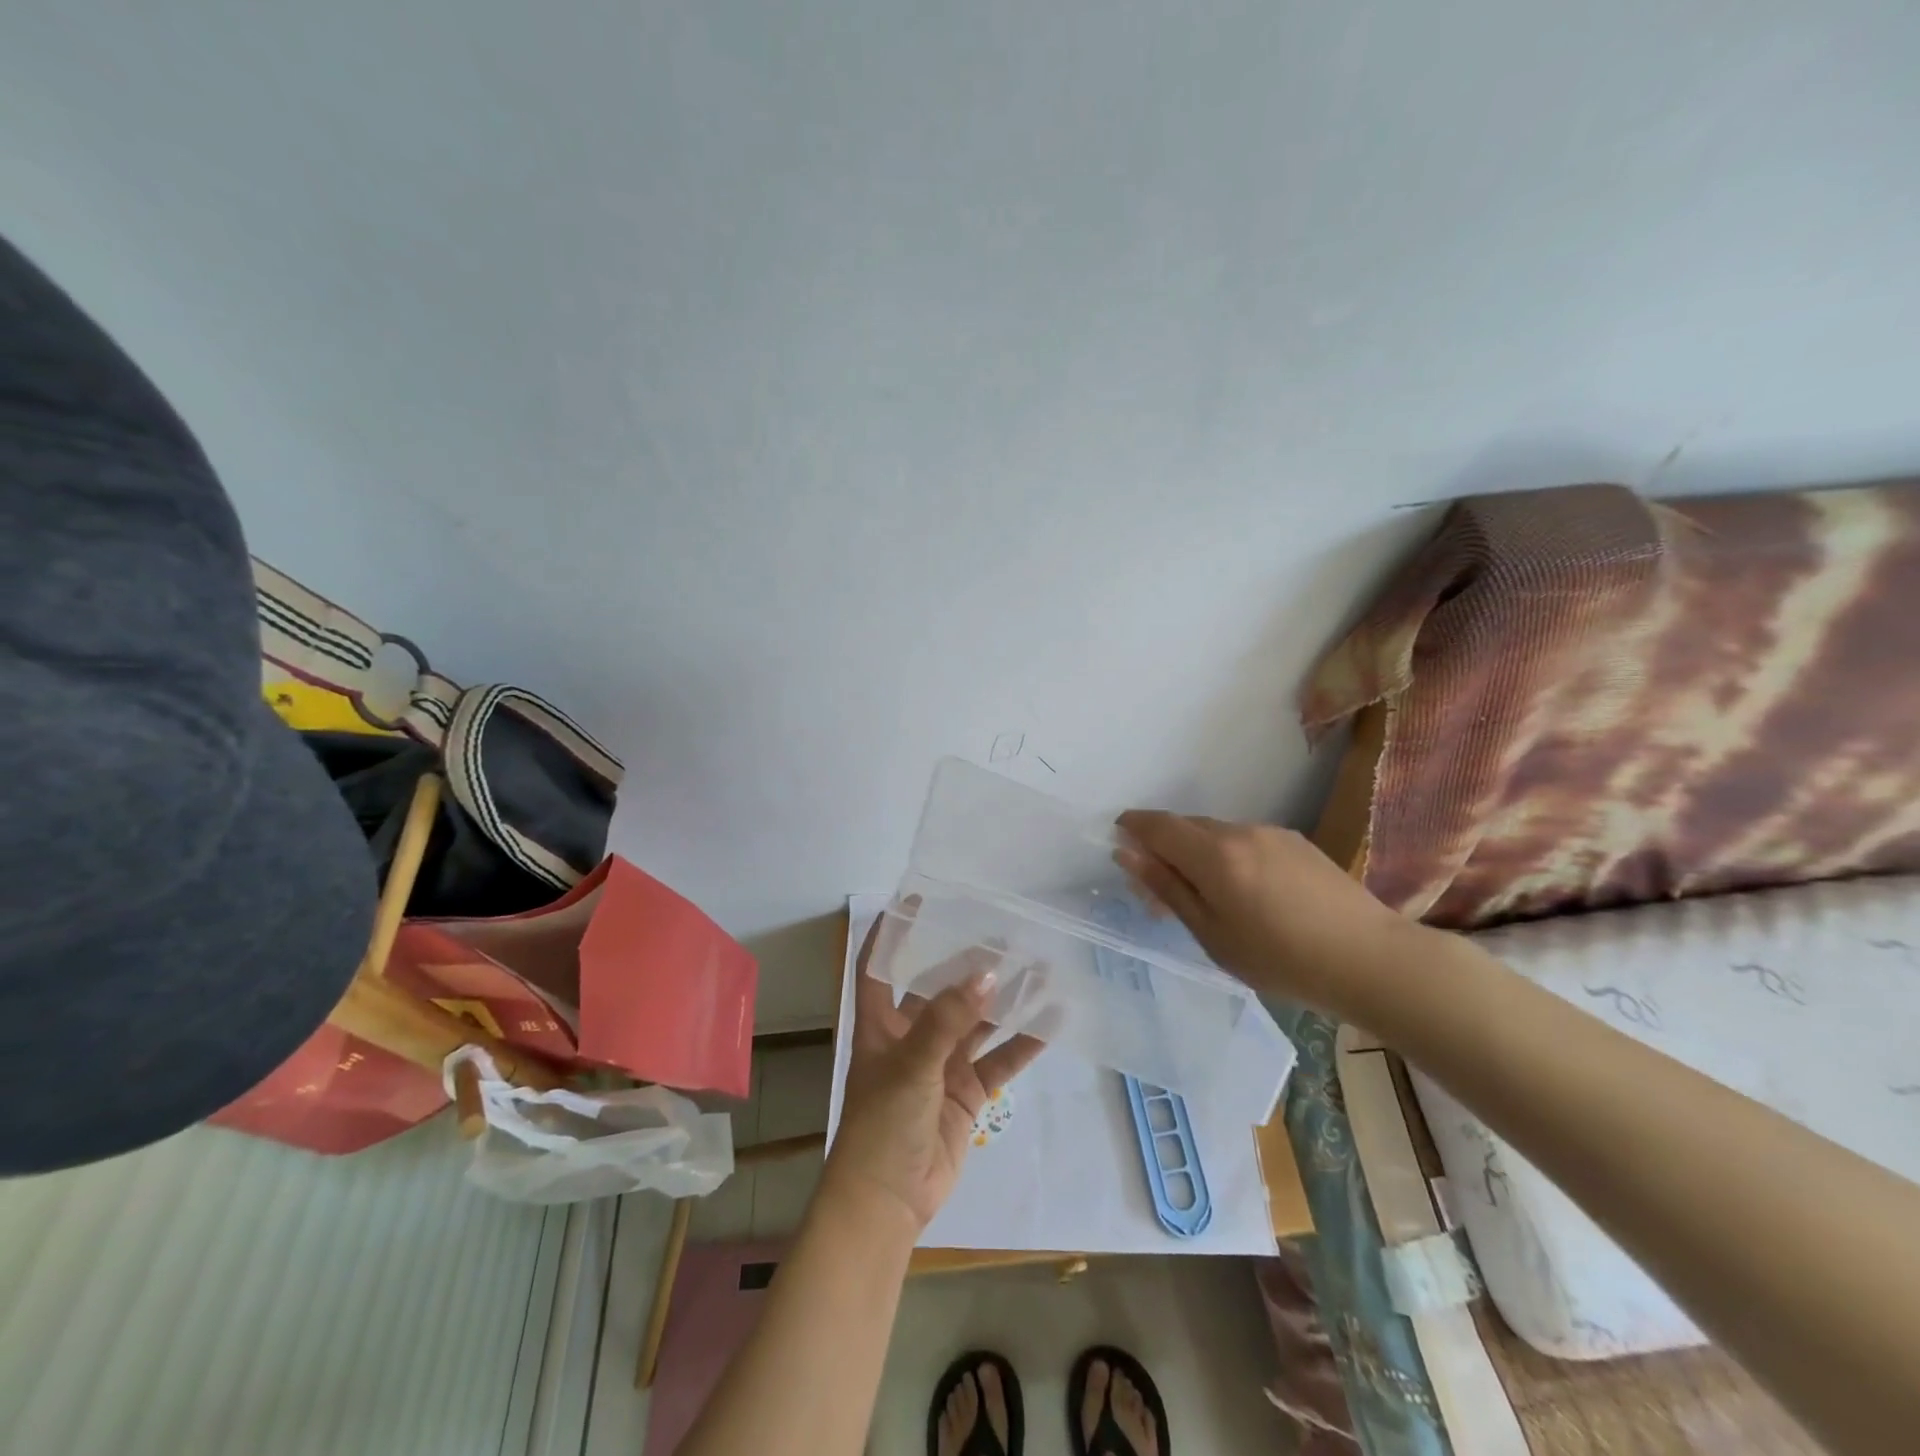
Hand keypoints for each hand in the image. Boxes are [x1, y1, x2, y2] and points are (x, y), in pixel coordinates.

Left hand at [822, 906, 1044, 1234]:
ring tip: (1038, 967)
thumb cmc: (883, 1124)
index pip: (880, 967)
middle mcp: (911, 1037)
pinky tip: (1051, 1020)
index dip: (893, 933)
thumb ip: (948, 1020)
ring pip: (977, 1022)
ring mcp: (941, 1065)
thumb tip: (986, 973)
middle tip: (1003, 933)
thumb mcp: (910, 1065)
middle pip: (940, 990)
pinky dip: (1023, 1042)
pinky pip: (999, 1060)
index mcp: (880, 1024)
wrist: (888, 1203)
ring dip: (1003, 999)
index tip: (916, 899)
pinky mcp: (966, 1093)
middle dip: (968, 964)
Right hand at [1113, 811, 1420, 1016]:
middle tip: (1159, 885)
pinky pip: (1245, 840)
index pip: (1158, 825)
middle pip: (1187, 826)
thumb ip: (1167, 888)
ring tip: (1207, 896)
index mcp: (1214, 854)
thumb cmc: (1281, 959)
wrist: (1372, 959)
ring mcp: (1272, 833)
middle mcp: (1240, 830)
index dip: (1133, 826)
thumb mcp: (1211, 933)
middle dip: (1164, 845)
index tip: (1119, 838)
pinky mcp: (1297, 842)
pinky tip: (1246, 892)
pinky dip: (1229, 856)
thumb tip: (1126, 853)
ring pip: (1217, 833)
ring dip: (1198, 852)